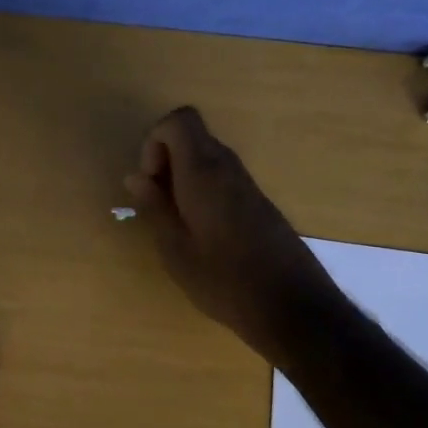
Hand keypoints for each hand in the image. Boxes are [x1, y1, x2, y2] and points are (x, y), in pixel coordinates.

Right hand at [123, 106, 336, 364]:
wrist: (292, 306)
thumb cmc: (225, 281)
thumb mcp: (175, 250)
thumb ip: (154, 207)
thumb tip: (135, 176)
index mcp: (203, 173)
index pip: (178, 121)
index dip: (154, 141)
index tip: (150, 181)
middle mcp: (228, 167)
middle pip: (191, 136)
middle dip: (165, 160)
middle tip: (158, 205)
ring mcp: (247, 183)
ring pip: (206, 157)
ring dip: (183, 177)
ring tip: (176, 223)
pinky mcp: (258, 202)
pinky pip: (221, 177)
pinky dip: (201, 190)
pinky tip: (201, 232)